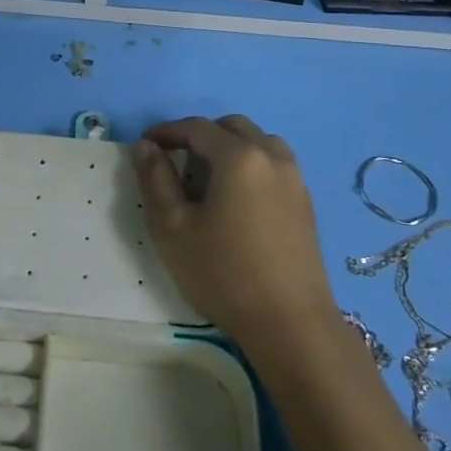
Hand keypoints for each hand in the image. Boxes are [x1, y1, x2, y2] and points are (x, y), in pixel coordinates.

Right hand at [132, 115, 337, 349]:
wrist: (290, 323)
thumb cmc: (224, 273)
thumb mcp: (173, 228)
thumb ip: (155, 180)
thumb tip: (145, 146)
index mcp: (239, 156)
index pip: (197, 127)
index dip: (168, 131)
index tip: (146, 145)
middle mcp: (272, 156)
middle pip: (232, 127)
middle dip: (201, 136)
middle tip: (177, 161)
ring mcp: (294, 179)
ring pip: (259, 142)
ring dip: (230, 147)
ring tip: (209, 178)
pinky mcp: (305, 203)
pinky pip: (274, 165)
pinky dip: (252, 166)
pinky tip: (238, 200)